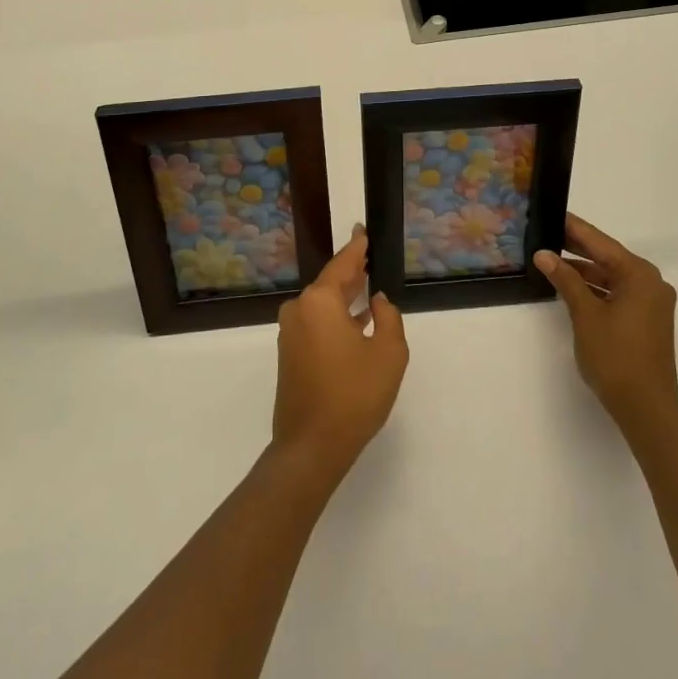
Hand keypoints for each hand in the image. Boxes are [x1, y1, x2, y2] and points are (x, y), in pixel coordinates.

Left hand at [271, 225, 407, 488]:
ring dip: (344, 299)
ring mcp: (290, 334)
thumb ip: (388, 318)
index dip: (356, 248)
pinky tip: (355, 324)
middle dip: (351, 274)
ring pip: (322, 306)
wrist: (311, 447)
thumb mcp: (388, 354)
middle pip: (330, 283)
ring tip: (368, 291)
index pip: (342, 264)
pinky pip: (315, 324)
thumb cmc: (354, 395)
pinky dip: (335, 319)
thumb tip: (377, 302)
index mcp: (319, 302)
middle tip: (370, 259)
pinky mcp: (289, 355)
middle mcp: (299, 310)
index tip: (362, 231)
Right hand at [536, 214, 677, 436]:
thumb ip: (565, 280)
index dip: (574, 228)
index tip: (552, 212)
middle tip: (545, 233)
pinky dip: (596, 289)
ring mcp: (651, 303)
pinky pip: (618, 293)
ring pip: (612, 277)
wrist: (646, 408)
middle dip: (577, 248)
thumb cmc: (616, 357)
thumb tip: (544, 254)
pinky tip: (571, 287)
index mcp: (640, 275)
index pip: (600, 242)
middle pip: (608, 257)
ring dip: (584, 271)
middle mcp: (650, 283)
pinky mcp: (646, 321)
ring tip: (551, 260)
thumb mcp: (585, 314)